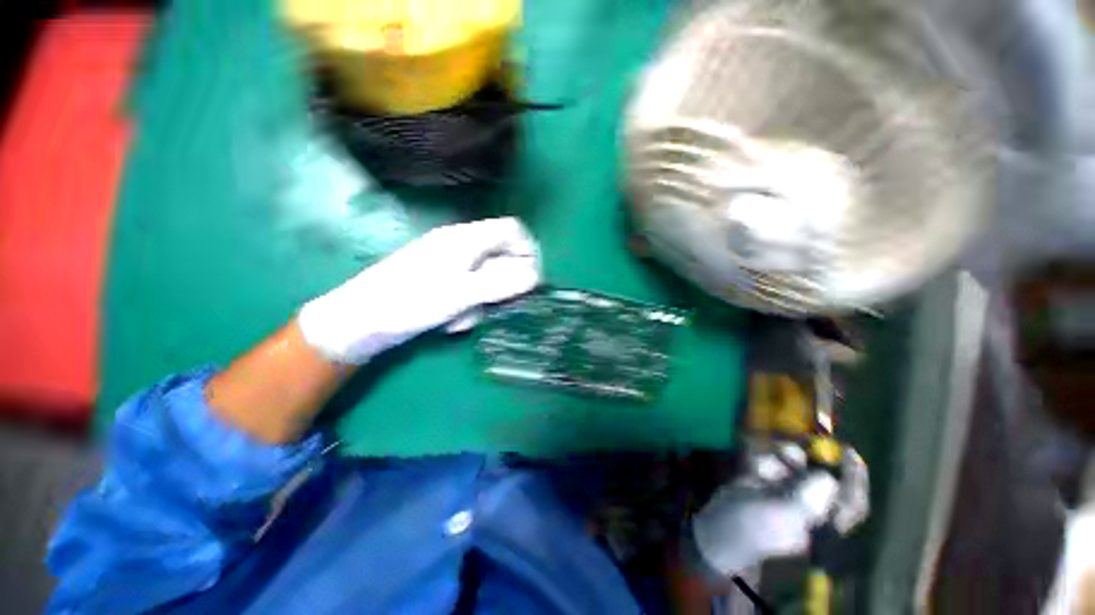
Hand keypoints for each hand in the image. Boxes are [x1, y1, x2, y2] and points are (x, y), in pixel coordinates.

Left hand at [297, 217, 540, 363]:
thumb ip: (500, 283)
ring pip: (487, 278)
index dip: (528, 251)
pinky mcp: (442, 281)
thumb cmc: (409, 302)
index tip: (532, 280)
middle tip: (493, 306)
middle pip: (501, 257)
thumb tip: (535, 277)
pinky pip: (470, 290)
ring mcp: (450, 264)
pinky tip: (450, 320)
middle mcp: (460, 246)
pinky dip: (468, 306)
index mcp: (465, 238)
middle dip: (502, 285)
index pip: (511, 230)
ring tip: (462, 317)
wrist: (359, 322)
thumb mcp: (460, 294)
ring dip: (483, 301)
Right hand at [687, 444, 868, 577]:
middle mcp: (809, 505)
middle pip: (820, 475)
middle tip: (797, 444)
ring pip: (794, 464)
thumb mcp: (781, 516)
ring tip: (764, 465)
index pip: (851, 502)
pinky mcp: (765, 481)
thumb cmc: (752, 527)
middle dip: (808, 459)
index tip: (848, 452)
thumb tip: (828, 477)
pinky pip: (771, 462)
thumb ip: (807, 498)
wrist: (717, 526)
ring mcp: (785, 492)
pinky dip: (763, 460)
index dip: (855, 478)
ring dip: (779, 459)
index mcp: (822, 523)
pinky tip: (752, 468)